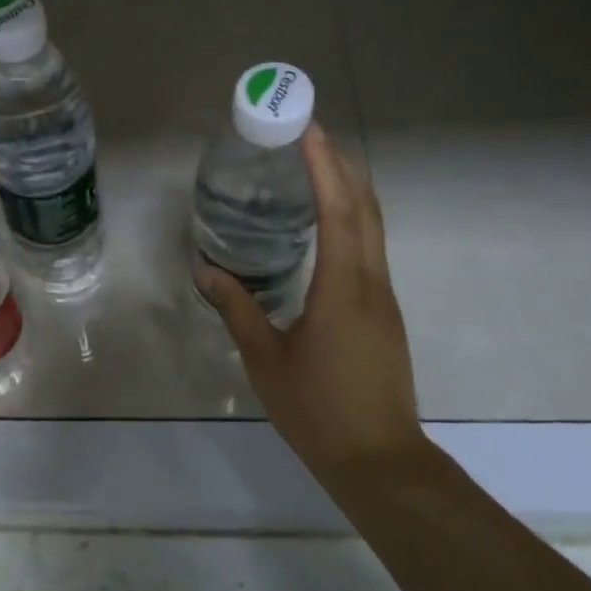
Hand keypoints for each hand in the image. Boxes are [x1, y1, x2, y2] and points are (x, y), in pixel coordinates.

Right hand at [199, 125, 424, 483]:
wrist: (378, 459)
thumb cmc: (317, 409)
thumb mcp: (265, 359)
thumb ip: (237, 309)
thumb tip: (206, 271)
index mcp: (344, 289)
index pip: (339, 212)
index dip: (326, 167)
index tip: (308, 131)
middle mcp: (372, 283)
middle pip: (367, 209)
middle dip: (343, 165)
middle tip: (311, 135)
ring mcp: (384, 298)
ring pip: (373, 228)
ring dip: (350, 190)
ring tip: (315, 167)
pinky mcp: (383, 313)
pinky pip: (370, 250)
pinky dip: (351, 221)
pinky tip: (326, 225)